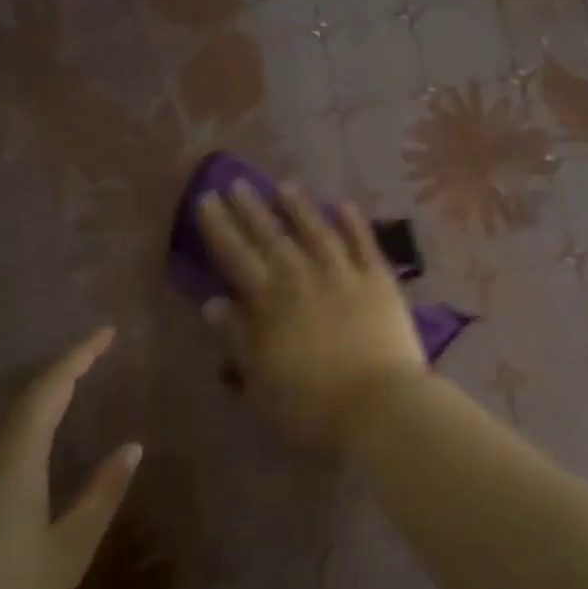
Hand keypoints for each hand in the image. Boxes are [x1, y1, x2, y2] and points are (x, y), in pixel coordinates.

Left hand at [0, 327, 140, 588]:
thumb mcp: (70, 548)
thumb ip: (102, 493)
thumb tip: (131, 448)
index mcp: (13, 456)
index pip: (48, 386)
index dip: (79, 355)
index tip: (106, 333)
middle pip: (13, 390)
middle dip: (52, 367)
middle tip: (87, 359)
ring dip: (21, 390)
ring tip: (51, 390)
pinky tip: (2, 436)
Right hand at [198, 182, 426, 450]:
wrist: (379, 405)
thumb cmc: (311, 405)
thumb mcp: (260, 380)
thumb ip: (237, 337)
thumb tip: (213, 301)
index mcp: (270, 302)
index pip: (236, 255)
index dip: (219, 227)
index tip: (207, 200)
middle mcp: (304, 277)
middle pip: (273, 236)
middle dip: (252, 209)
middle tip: (238, 183)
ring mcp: (345, 275)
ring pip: (317, 231)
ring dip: (300, 208)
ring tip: (286, 186)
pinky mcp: (380, 280)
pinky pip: (364, 243)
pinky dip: (353, 223)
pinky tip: (343, 205)